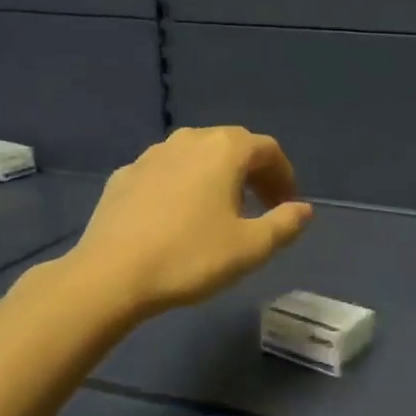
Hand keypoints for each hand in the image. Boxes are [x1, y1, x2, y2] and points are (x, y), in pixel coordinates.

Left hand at [67, 127, 313, 316]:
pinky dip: (184, 186)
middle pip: (231, 146)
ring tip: (223, 211)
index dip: (284, 176)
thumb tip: (304, 209)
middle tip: (263, 206)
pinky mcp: (124, 176)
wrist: (111, 274)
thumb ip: (285, 224)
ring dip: (218, 177)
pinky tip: (179, 217)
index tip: (288, 205)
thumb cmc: (191, 257)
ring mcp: (151, 156)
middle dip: (253, 173)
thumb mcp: (251, 248)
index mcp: (223, 150)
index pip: (267, 149)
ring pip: (196, 157)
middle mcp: (188, 141)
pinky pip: (167, 173)